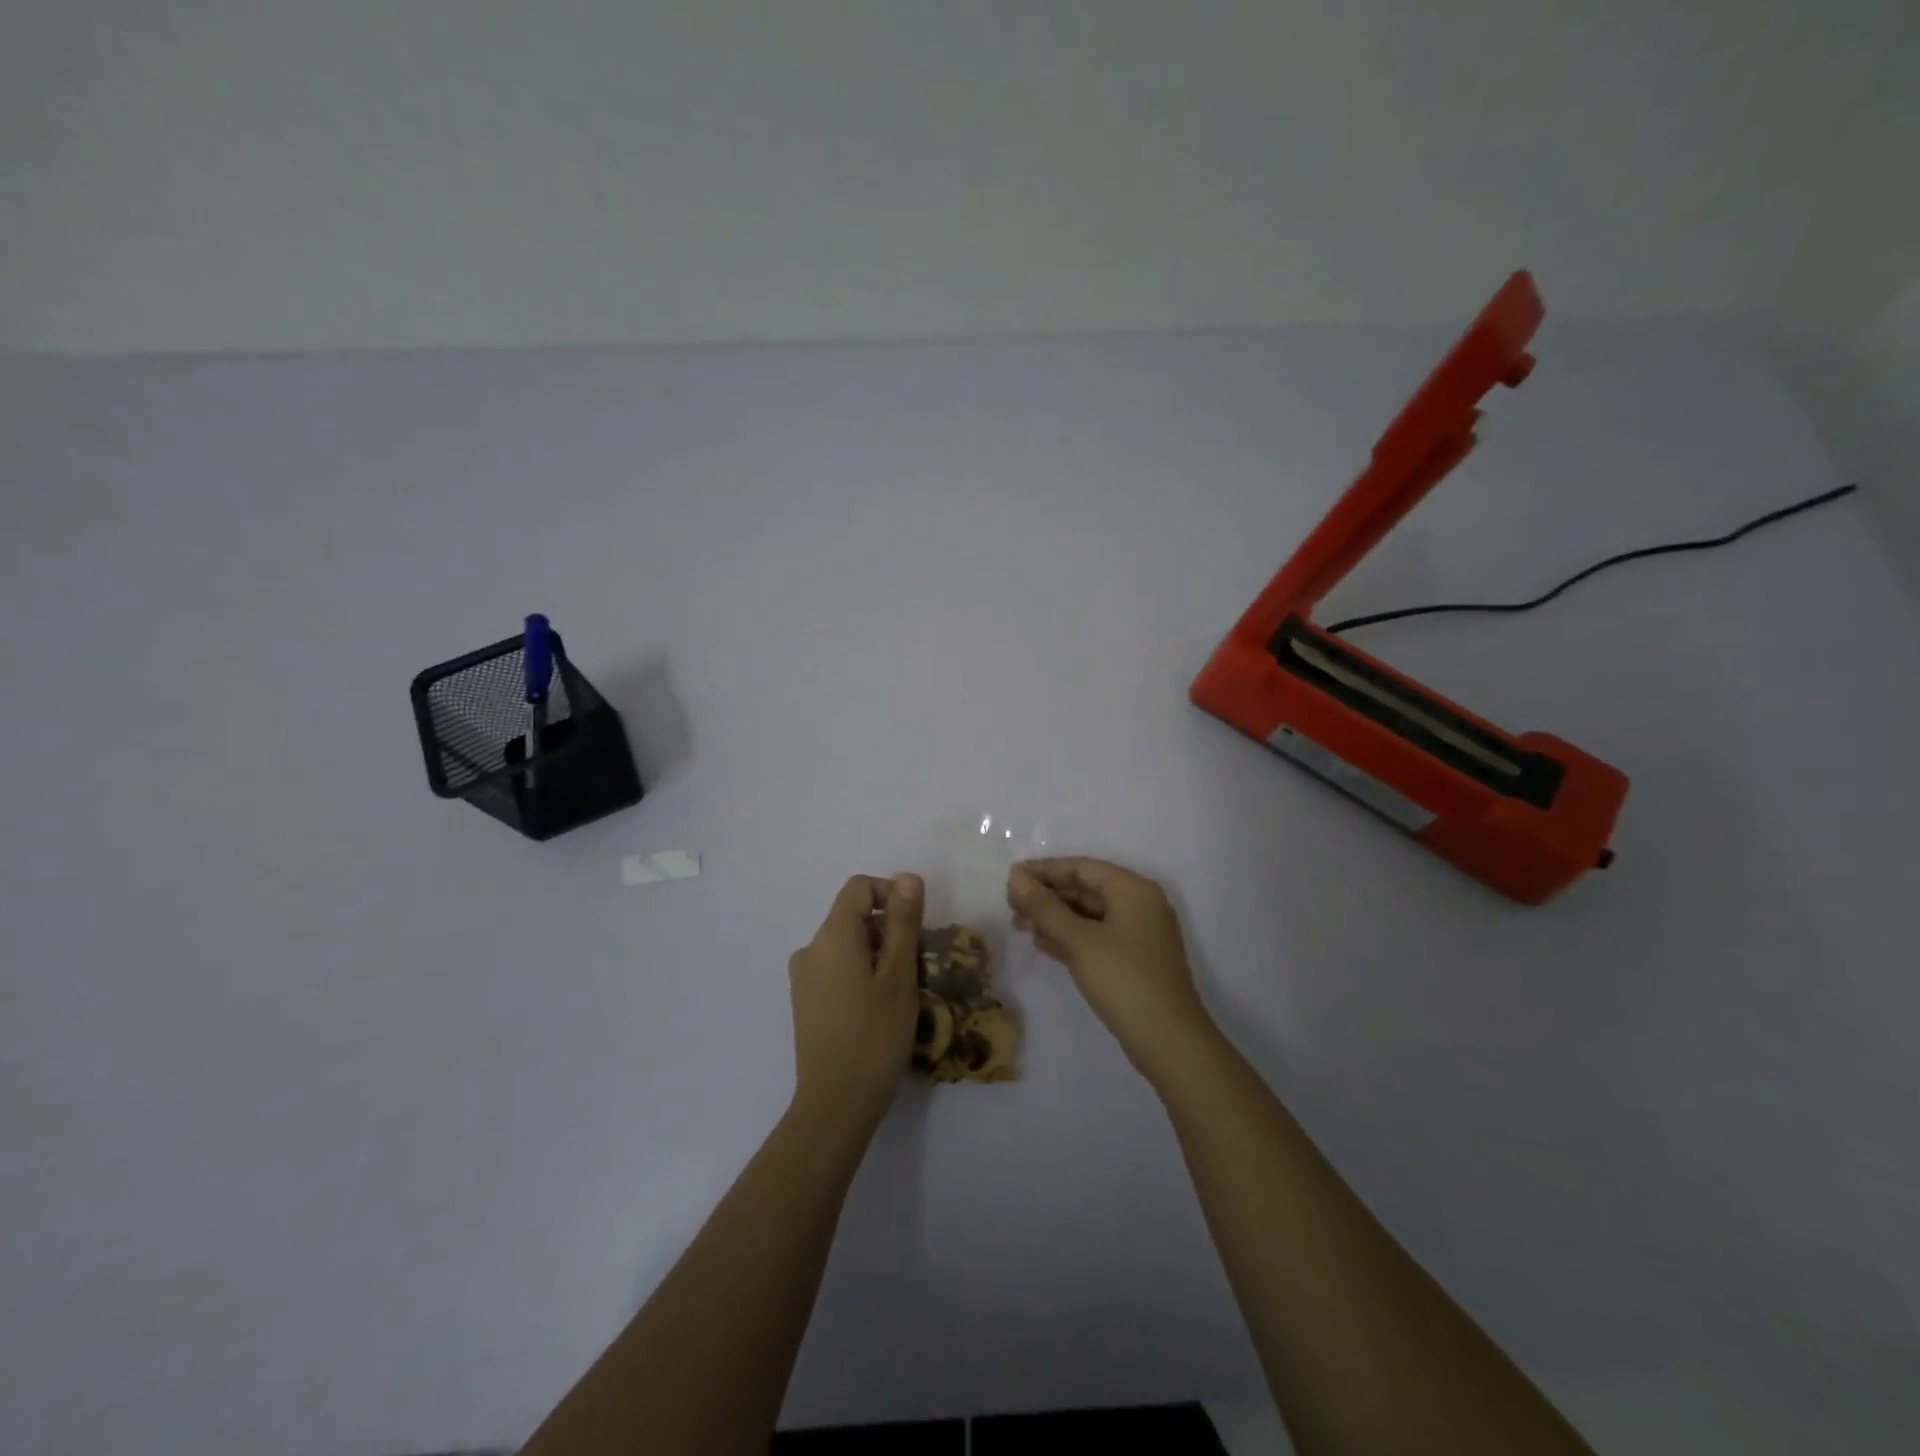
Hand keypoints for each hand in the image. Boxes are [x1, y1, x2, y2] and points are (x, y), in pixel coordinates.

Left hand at [788, 873, 923, 1133]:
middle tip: (917, 964)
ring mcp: (803, 977)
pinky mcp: (805, 1002)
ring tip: (901, 990)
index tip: (917, 926)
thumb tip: (907, 877)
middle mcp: (811, 948)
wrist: (835, 1103)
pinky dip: (861, 973)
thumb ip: (903, 922)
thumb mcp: (899, 974)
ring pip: (847, 945)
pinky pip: (836, 968)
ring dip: (877, 953)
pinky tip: (878, 1008)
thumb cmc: (875, 1034)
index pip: (859, 887)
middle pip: (853, 916)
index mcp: (832, 935)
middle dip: (889, 929)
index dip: (891, 894)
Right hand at [1008, 858, 1216, 1078]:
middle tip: (1010, 905)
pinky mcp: (1134, 961)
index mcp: (1133, 890)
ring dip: (1054, 918)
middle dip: (1047, 896)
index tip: (1011, 877)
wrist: (1168, 1042)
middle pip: (1085, 890)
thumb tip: (1016, 876)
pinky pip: (1096, 937)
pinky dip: (1069, 937)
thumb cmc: (1123, 979)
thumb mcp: (1078, 940)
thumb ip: (1044, 906)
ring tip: (1019, 925)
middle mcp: (1139, 905)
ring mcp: (1138, 935)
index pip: (1082, 868)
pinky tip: (1042, 944)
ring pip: (1089, 915)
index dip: (1045, 870)